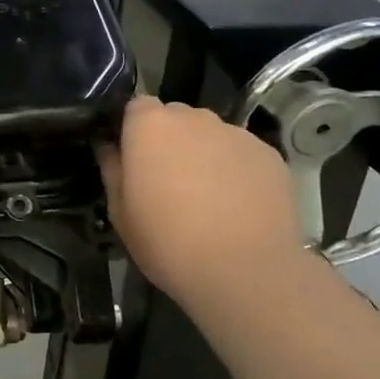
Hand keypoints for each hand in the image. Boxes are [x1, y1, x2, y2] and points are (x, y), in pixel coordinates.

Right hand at [97, 97, 310, 310]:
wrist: (245, 271)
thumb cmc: (168, 242)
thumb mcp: (121, 214)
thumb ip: (112, 170)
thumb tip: (109, 147)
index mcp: (150, 126)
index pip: (137, 106)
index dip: (135, 130)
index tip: (135, 160)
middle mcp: (194, 117)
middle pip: (177, 118)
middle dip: (171, 141)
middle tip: (170, 182)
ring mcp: (236, 133)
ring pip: (212, 136)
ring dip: (205, 155)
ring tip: (210, 198)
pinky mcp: (270, 154)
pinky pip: (243, 154)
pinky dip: (238, 171)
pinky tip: (240, 206)